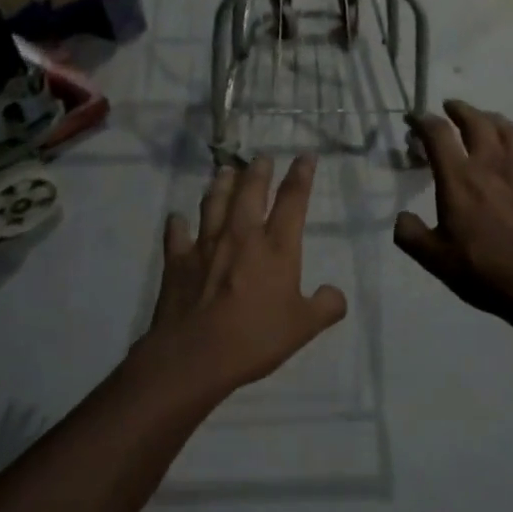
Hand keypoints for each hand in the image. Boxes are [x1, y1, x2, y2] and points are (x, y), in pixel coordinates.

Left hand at [137, 155, 348, 397]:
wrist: (196, 354)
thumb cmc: (255, 338)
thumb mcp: (304, 327)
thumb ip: (326, 306)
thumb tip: (335, 294)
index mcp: (276, 247)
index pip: (293, 200)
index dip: (301, 175)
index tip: (305, 156)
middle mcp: (241, 235)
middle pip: (250, 192)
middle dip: (258, 171)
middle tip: (261, 158)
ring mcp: (205, 245)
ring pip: (214, 203)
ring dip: (221, 185)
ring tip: (225, 171)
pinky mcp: (177, 260)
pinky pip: (177, 233)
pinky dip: (178, 223)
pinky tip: (177, 218)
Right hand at [396, 101, 512, 331]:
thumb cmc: (485, 273)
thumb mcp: (435, 260)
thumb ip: (411, 235)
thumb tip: (402, 218)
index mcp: (459, 179)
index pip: (437, 134)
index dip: (423, 121)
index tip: (414, 119)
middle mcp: (492, 165)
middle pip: (477, 122)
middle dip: (460, 110)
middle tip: (451, 108)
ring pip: (511, 131)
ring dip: (495, 120)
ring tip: (487, 120)